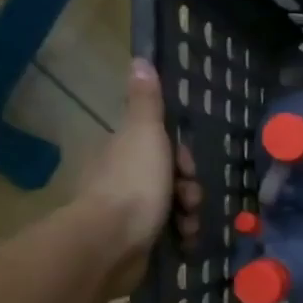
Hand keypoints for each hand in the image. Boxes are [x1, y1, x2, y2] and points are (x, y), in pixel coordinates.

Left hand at [79, 59, 202, 297]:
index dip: (182, 156)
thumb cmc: (133, 184)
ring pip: (172, 206)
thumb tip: (140, 60)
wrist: (112, 243)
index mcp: (123, 151)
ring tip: (188, 225)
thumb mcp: (145, 134)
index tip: (187, 168)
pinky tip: (184, 241)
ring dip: (189, 214)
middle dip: (188, 188)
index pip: (162, 146)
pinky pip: (167, 233)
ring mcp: (127, 212)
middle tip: (190, 199)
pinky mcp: (135, 241)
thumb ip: (146, 103)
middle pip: (169, 177)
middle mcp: (122, 178)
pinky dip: (180, 235)